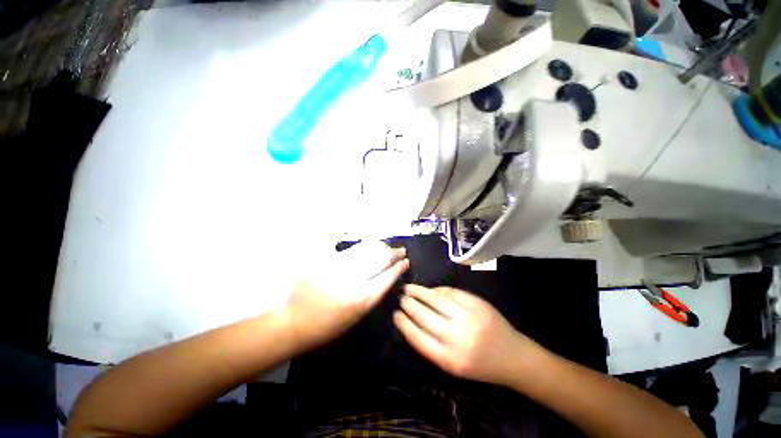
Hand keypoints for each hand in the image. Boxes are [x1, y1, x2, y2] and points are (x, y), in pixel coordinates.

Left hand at [283, 242, 408, 349]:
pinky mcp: (324, 261)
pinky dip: (361, 246)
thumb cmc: (328, 325)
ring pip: (365, 250)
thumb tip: (384, 274)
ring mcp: (337, 268)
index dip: (398, 267)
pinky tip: (367, 244)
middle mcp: (352, 281)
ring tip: (386, 245)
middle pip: (379, 259)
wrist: (294, 323)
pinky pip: (348, 249)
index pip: (387, 276)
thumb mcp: (357, 315)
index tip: (405, 261)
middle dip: (392, 253)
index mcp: (362, 299)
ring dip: (379, 246)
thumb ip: (372, 293)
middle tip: (400, 250)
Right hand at [394, 284, 538, 385]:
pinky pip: (451, 292)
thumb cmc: (479, 365)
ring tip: (409, 288)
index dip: (403, 323)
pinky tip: (431, 290)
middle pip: (424, 315)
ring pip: (436, 299)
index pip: (417, 337)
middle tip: (400, 297)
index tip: (394, 313)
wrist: (513, 357)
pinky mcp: (477, 303)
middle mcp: (457, 337)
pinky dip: (438, 290)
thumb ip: (431, 345)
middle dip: (408, 304)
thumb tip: (411, 321)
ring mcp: (468, 317)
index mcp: (449, 359)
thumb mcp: (453, 365)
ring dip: (419, 292)